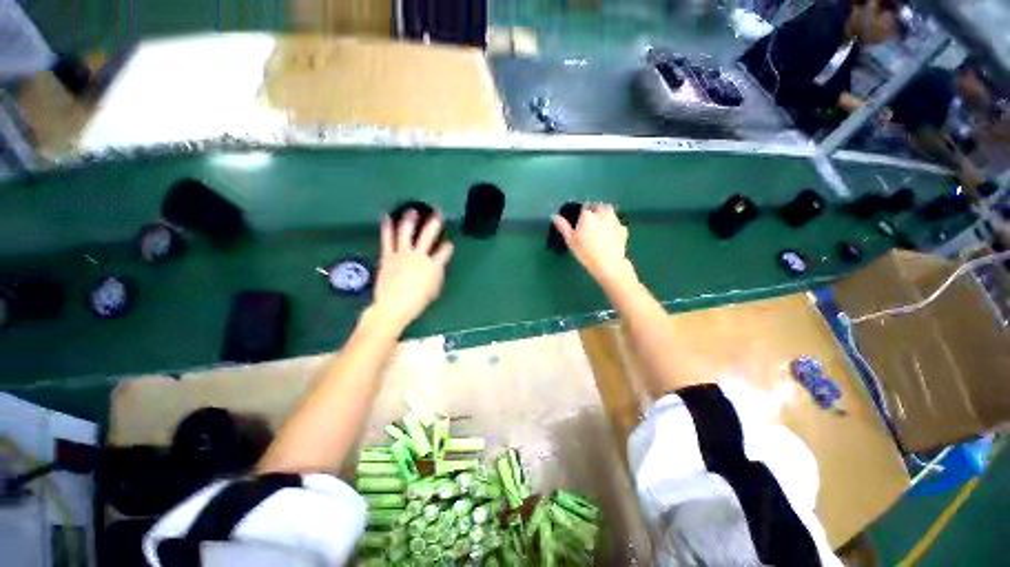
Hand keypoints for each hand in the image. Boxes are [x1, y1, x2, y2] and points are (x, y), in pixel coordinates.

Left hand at [369, 211, 453, 332]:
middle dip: (435, 222)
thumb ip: (437, 275)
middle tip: (438, 213)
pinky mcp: (388, 256)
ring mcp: (402, 254)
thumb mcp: (434, 290)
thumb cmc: (417, 302)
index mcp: (433, 266)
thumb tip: (437, 266)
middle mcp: (419, 256)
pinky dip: (387, 227)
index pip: (445, 251)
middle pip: (428, 235)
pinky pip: (387, 239)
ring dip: (410, 219)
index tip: (449, 244)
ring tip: (412, 210)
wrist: (393, 307)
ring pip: (406, 232)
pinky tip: (386, 217)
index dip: (448, 247)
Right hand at [552, 203, 635, 285]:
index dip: (581, 212)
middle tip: (589, 220)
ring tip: (599, 226)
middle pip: (598, 206)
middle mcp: (603, 214)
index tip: (579, 219)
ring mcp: (615, 221)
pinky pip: (616, 224)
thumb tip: (554, 216)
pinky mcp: (623, 230)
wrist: (608, 263)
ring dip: (604, 216)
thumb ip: (562, 226)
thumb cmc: (585, 251)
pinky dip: (613, 226)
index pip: (584, 206)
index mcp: (588, 215)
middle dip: (594, 210)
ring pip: (609, 213)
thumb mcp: (570, 240)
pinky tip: (609, 235)